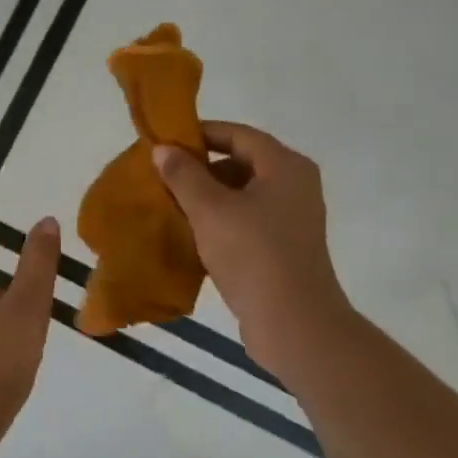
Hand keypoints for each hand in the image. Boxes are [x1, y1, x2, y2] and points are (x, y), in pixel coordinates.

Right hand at [153, 123, 353, 375]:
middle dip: (201, 168)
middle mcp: (295, 185)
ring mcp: (292, 218)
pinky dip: (220, 221)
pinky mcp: (283, 247)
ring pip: (242, 194)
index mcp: (285, 166)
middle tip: (164, 177)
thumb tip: (163, 149)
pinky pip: (247, 220)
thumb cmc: (252, 254)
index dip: (201, 134)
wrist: (293, 323)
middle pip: (242, 162)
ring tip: (172, 205)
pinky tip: (192, 234)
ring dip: (208, 197)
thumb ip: (184, 175)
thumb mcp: (210, 209)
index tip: (165, 143)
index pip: (238, 134)